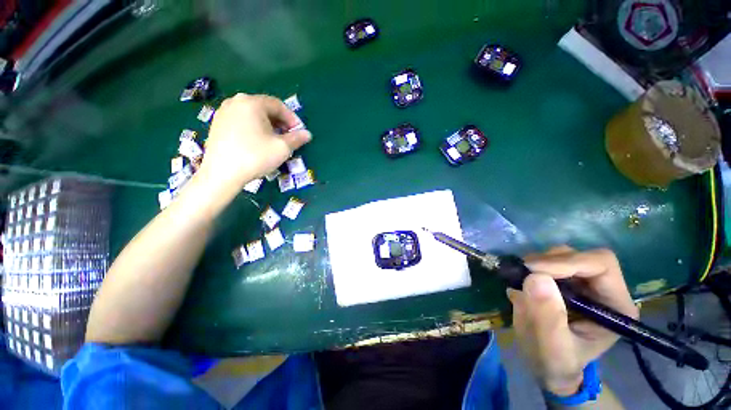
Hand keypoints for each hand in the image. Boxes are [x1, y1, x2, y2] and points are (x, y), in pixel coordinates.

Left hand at [198, 93, 311, 190]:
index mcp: (251, 103)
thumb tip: (307, 134)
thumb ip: (297, 138)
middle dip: (280, 122)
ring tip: (275, 141)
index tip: (299, 132)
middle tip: (289, 137)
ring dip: (268, 126)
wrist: (222, 174)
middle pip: (264, 108)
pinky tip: (258, 143)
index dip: (292, 118)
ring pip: (253, 115)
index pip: (278, 105)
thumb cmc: (255, 157)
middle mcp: (235, 102)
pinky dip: (254, 129)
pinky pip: (241, 121)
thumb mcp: (282, 148)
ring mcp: (223, 112)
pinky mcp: (217, 124)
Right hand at [506, 246, 638, 396]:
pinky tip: (522, 282)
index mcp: (616, 306)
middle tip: (523, 274)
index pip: (601, 265)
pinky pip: (547, 261)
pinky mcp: (564, 280)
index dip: (567, 262)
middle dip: (549, 261)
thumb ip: (547, 318)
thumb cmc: (556, 362)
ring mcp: (583, 283)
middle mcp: (604, 289)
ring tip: (521, 281)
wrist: (548, 364)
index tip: (533, 271)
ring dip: (538, 263)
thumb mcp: (552, 349)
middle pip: (580, 256)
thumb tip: (535, 278)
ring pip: (562, 254)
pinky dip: (531, 266)